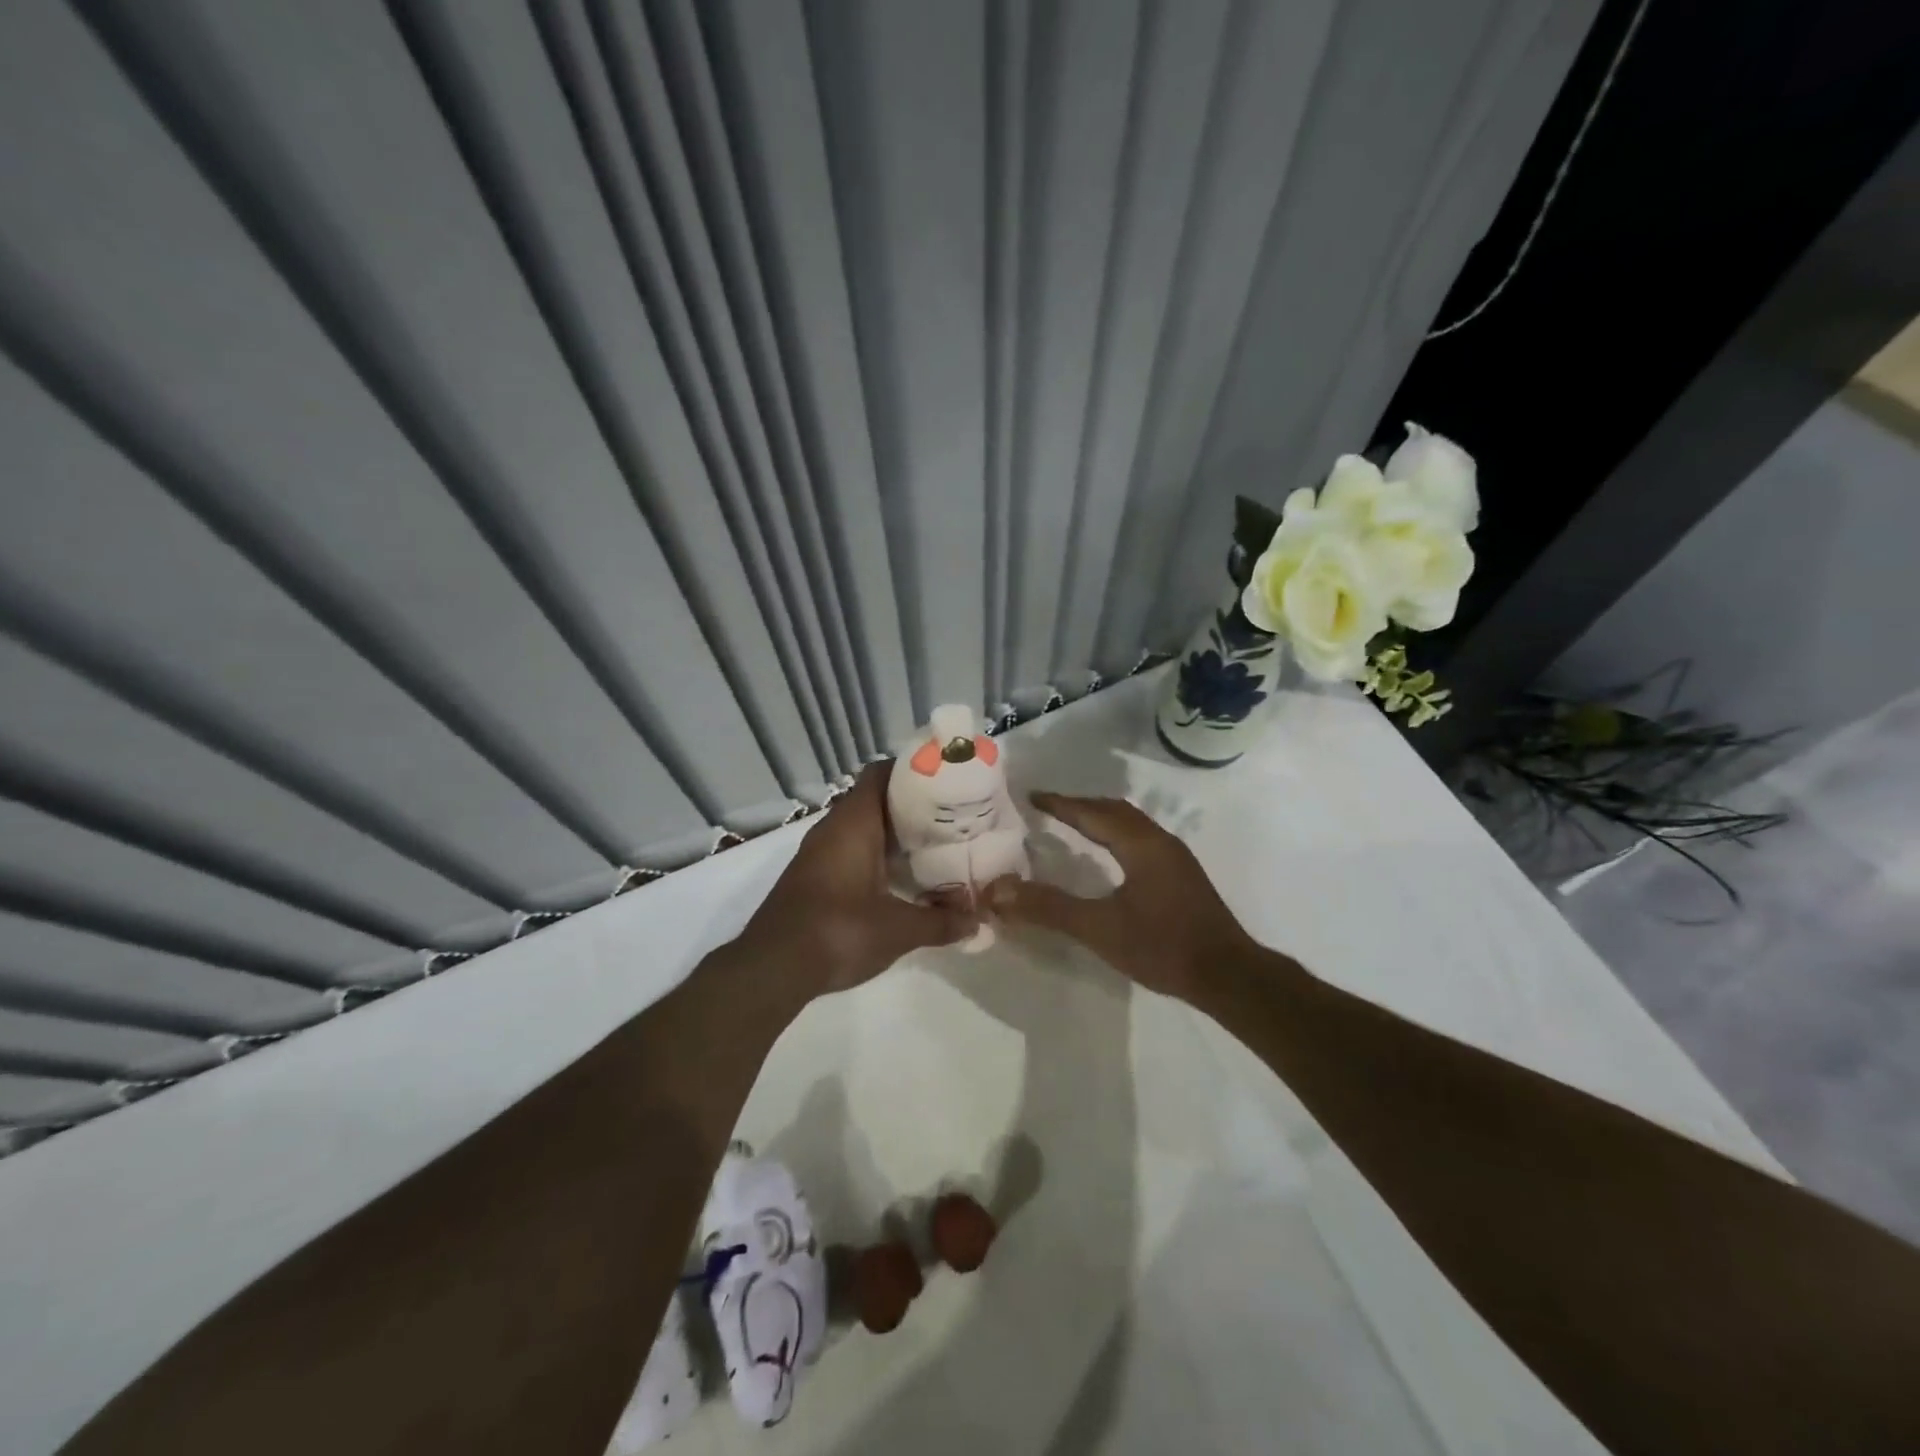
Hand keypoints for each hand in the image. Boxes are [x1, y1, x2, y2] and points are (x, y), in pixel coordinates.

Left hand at [736, 763, 975, 997]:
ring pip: (861, 827)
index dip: (912, 771)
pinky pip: (849, 849)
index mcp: (854, 822)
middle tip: (950, 817)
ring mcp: (818, 852)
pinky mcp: (813, 876)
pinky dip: (875, 855)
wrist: (773, 967)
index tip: (945, 781)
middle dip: (911, 806)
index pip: (881, 774)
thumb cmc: (839, 931)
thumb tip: (978, 922)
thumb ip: (941, 922)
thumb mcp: (898, 929)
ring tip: (932, 846)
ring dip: (892, 833)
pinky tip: (900, 878)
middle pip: (875, 799)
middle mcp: (833, 828)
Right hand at [984, 792, 1254, 1000]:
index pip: (1092, 813)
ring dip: (1100, 818)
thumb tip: (998, 892)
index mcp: (1140, 844)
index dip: (1060, 804)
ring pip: (1131, 824)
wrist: (1228, 976)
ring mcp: (1175, 858)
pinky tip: (1109, 856)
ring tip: (1073, 825)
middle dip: (1080, 806)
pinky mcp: (1182, 875)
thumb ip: (1048, 908)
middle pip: (1114, 810)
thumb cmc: (1163, 947)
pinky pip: (1141, 839)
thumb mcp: (1099, 929)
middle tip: (1048, 808)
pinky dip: (1116, 835)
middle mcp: (1160, 841)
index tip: (1031, 796)